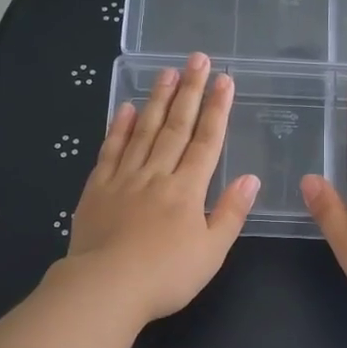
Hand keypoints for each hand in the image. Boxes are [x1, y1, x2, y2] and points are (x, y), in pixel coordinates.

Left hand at [64, 53, 258, 322]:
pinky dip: (118, 128)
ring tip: (166, 72)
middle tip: (197, 59)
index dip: (217, 109)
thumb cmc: (166, 276)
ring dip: (157, 100)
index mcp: (187, 190)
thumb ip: (231, 213)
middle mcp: (157, 175)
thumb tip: (250, 178)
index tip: (224, 80)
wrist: (106, 288)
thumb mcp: (212, 251)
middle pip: (176, 127)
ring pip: (143, 131)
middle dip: (189, 91)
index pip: (207, 141)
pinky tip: (126, 108)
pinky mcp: (97, 189)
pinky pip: (110, 150)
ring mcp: (124, 179)